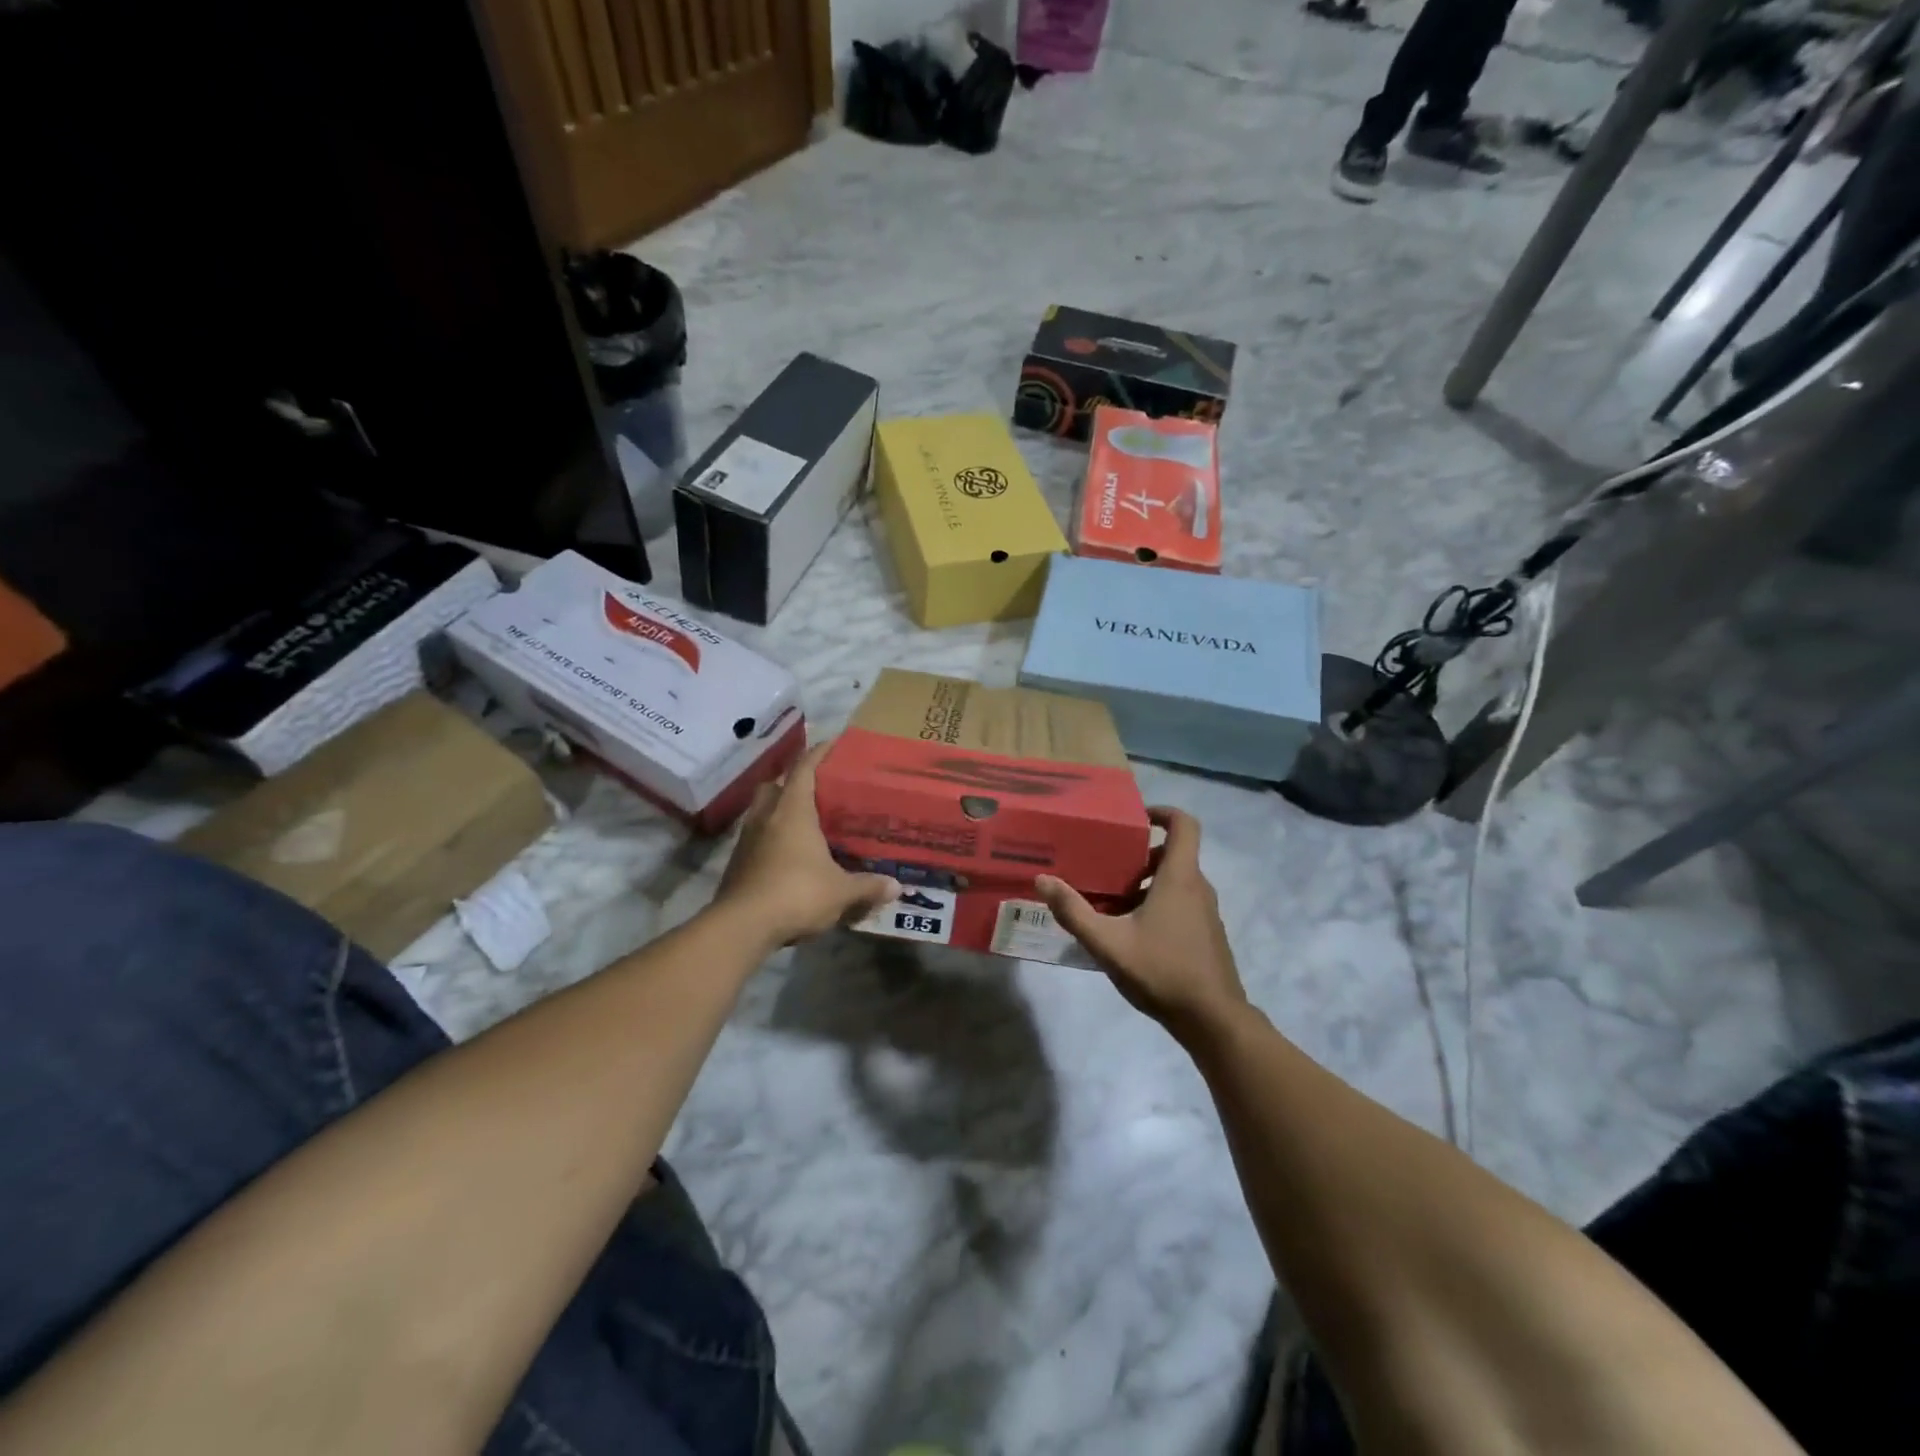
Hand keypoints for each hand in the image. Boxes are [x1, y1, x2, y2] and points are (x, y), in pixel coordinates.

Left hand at [715, 741, 898, 946]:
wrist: (742, 926)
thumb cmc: (796, 894)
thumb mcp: (841, 892)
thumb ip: (868, 886)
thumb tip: (897, 886)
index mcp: (793, 811)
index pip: (805, 768)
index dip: (820, 752)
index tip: (834, 742)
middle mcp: (766, 816)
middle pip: (775, 785)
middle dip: (793, 782)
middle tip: (817, 790)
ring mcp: (747, 839)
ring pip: (762, 811)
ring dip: (779, 811)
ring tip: (805, 823)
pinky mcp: (737, 863)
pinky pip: (757, 838)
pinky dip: (772, 839)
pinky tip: (790, 856)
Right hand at [1034, 806, 1246, 1041]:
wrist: (1213, 1020)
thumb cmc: (1161, 971)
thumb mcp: (1108, 942)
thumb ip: (1073, 911)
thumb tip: (1042, 880)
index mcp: (1179, 877)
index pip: (1184, 824)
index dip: (1162, 811)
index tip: (1134, 817)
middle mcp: (1198, 887)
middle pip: (1172, 854)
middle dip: (1139, 855)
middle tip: (1106, 866)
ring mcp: (1206, 912)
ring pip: (1176, 881)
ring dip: (1145, 883)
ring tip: (1111, 902)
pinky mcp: (1206, 934)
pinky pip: (1181, 903)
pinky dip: (1157, 904)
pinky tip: (1131, 932)